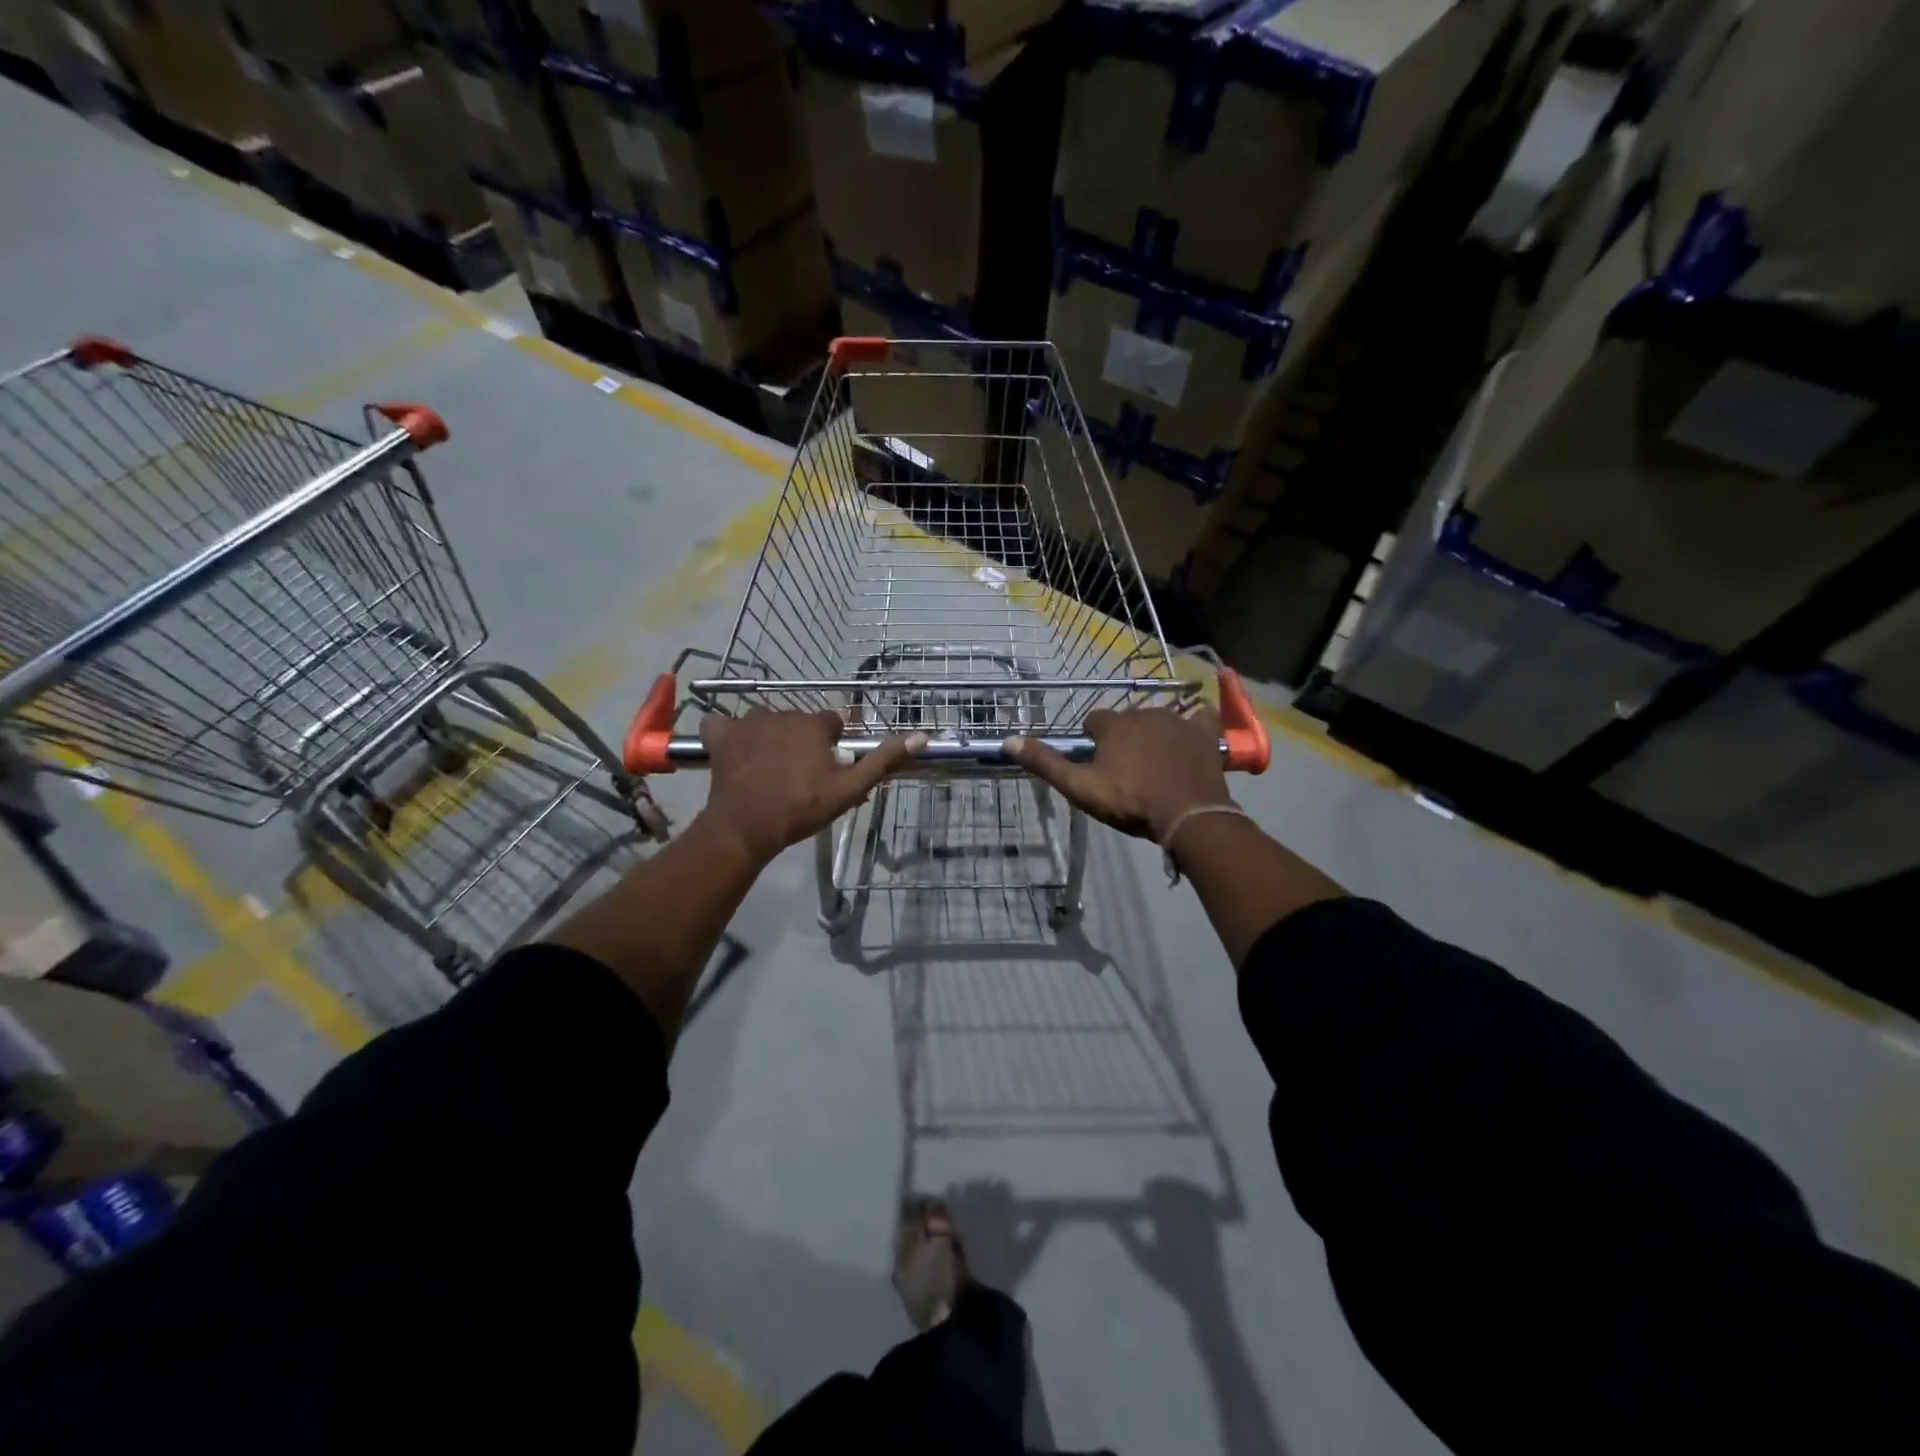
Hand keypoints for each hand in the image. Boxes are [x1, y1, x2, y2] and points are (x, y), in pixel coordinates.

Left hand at [701, 709, 925, 863]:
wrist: (746, 827)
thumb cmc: (801, 808)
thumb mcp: (848, 789)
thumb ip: (882, 761)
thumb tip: (920, 737)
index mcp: (814, 724)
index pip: (832, 723)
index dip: (831, 746)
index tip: (826, 770)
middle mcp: (782, 713)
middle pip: (799, 723)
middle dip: (801, 743)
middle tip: (799, 777)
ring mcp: (747, 721)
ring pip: (765, 723)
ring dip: (769, 739)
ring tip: (768, 772)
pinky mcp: (720, 735)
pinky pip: (724, 725)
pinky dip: (728, 736)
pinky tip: (734, 753)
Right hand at [1004, 707, 1232, 842]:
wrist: (1187, 815)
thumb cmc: (1130, 800)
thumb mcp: (1080, 787)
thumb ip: (1046, 763)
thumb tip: (1008, 741)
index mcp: (1114, 724)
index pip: (1094, 721)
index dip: (1092, 740)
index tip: (1096, 763)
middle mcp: (1144, 712)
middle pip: (1126, 719)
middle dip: (1123, 737)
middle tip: (1125, 769)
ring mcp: (1178, 720)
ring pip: (1158, 719)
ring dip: (1154, 734)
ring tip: (1155, 763)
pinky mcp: (1204, 733)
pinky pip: (1198, 717)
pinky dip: (1193, 724)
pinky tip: (1191, 737)